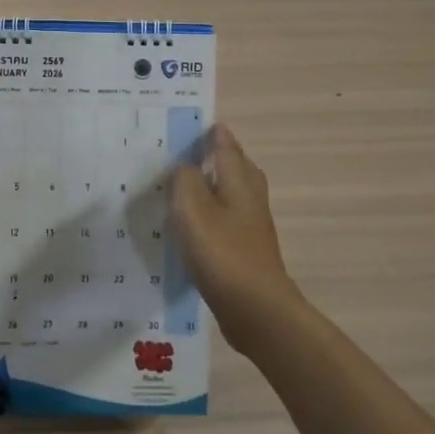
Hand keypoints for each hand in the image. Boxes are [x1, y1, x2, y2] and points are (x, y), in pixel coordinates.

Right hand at [169, 125, 303, 351]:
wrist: (256, 310)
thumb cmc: (223, 253)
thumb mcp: (192, 209)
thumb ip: (185, 179)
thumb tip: (185, 166)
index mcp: (240, 179)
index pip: (224, 143)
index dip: (208, 132)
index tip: (186, 124)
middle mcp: (250, 195)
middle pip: (232, 166)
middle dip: (211, 156)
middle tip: (180, 154)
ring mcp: (251, 223)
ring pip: (229, 193)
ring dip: (208, 187)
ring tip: (178, 188)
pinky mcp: (246, 248)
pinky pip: (224, 219)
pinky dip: (208, 215)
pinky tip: (188, 227)